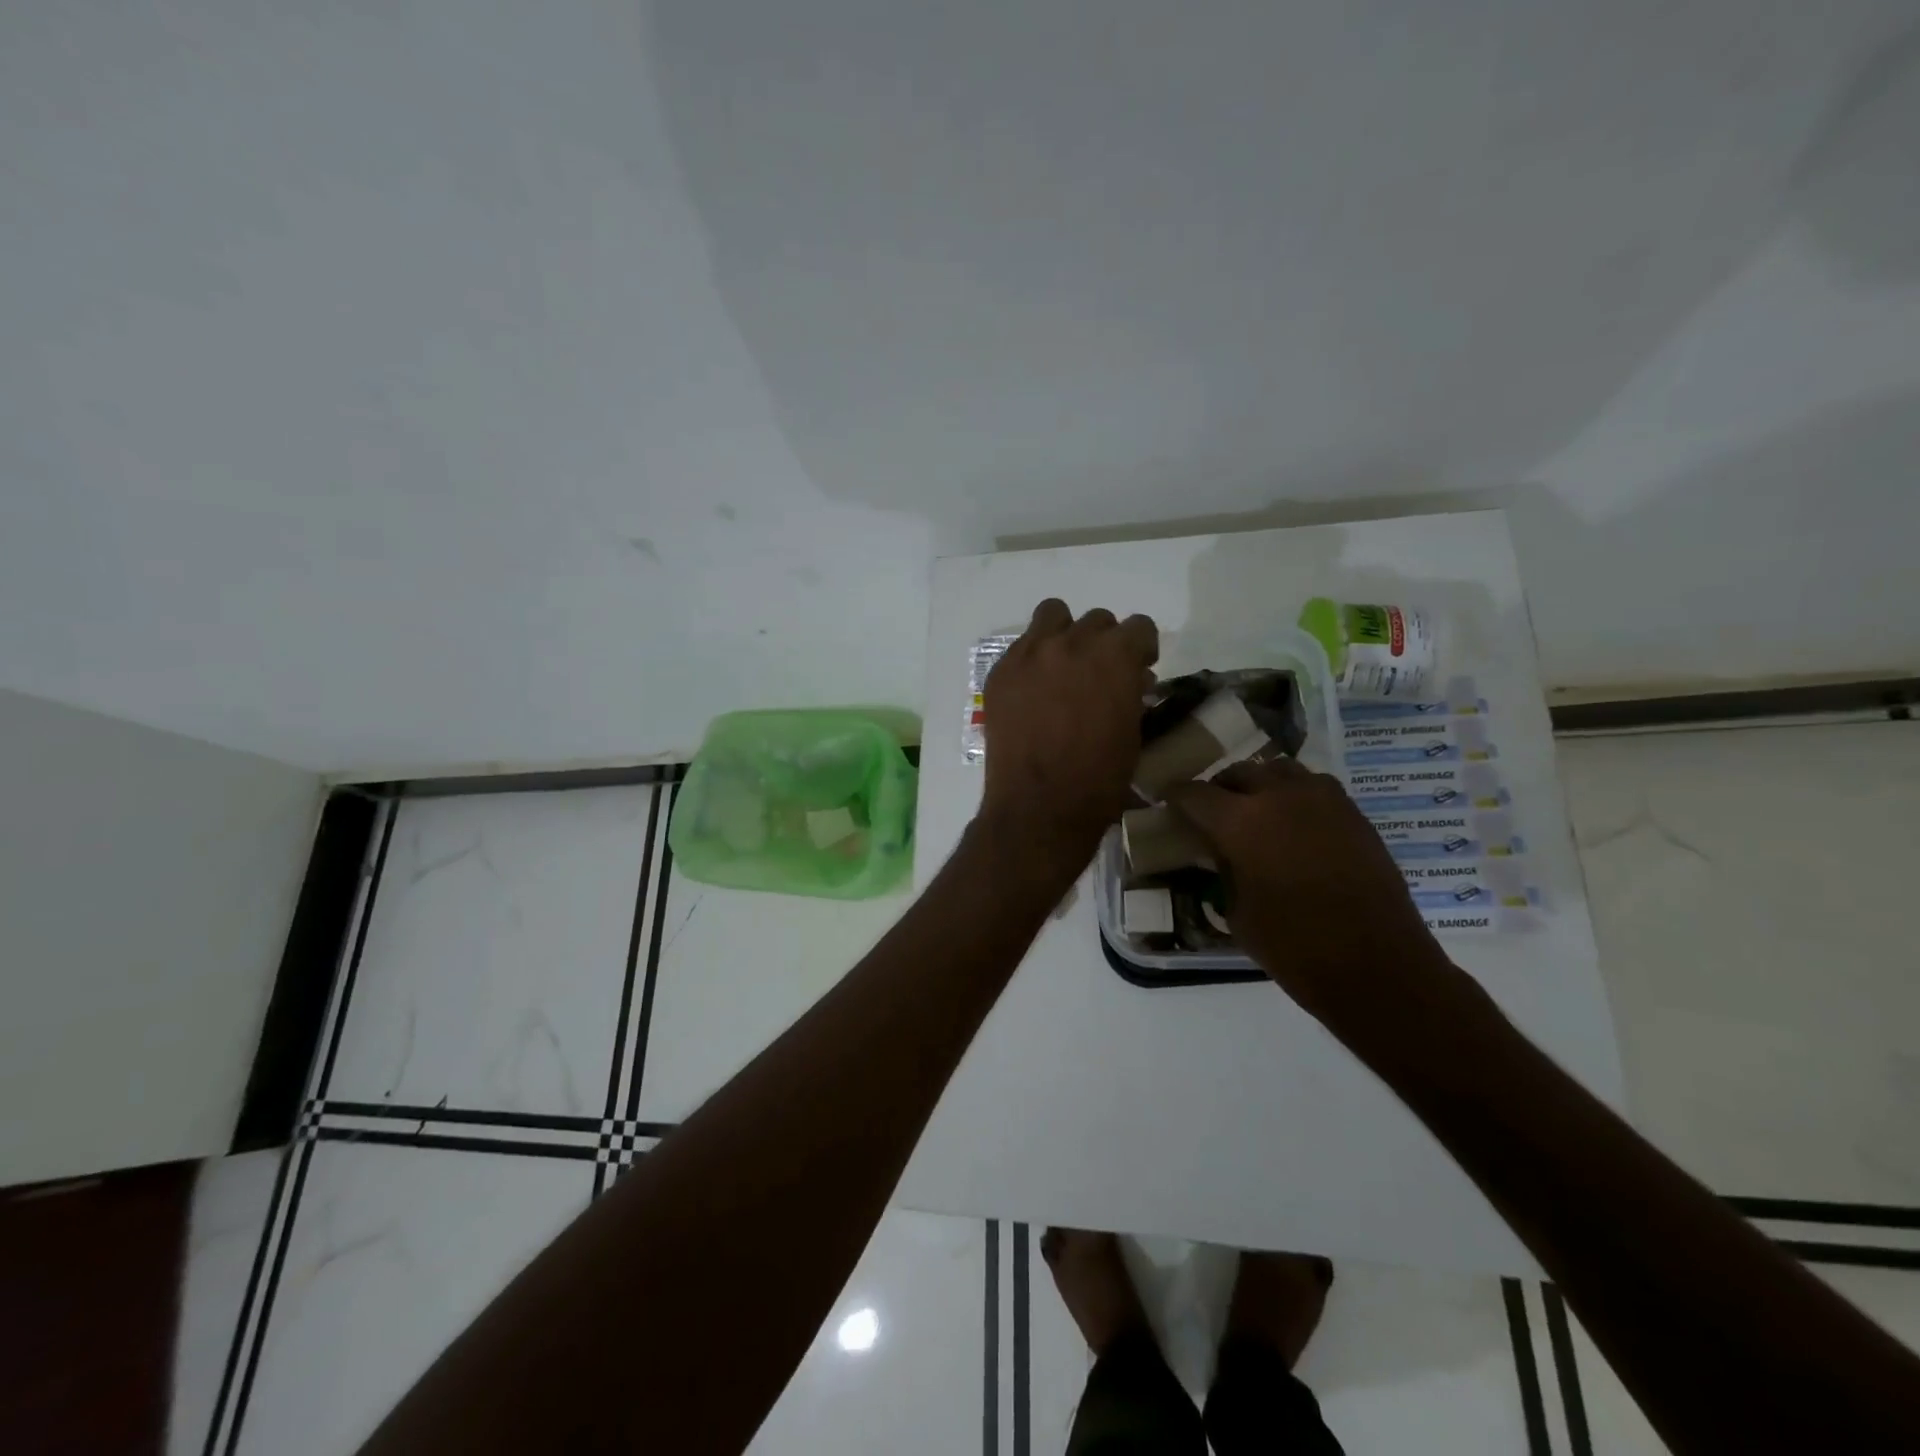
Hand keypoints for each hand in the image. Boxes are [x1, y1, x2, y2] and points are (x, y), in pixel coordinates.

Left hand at [977, 599, 1158, 877]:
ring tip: (1063, 666)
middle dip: (1104, 643)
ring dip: (1064, 634)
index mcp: (1115, 656)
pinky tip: (1033, 690)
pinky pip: (1021, 646)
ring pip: (1052, 616)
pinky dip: (1032, 659)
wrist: (1039, 806)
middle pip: (1096, 620)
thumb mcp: (1133, 733)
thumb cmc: (1099, 779)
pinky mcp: (1000, 672)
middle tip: (1099, 674)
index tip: (1140, 667)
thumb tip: (1131, 681)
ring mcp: (1030, 654)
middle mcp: (1072, 643)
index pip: (1138, 626)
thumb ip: (1132, 694)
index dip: (1142, 647)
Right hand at [1167, 759, 1451, 1027]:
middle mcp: (1280, 797)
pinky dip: (1296, 796)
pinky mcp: (1354, 813)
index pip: (1195, 794)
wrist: (1377, 966)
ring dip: (1262, 785)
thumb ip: (1223, 868)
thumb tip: (1220, 850)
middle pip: (1240, 772)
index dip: (1177, 796)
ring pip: (1281, 771)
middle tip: (1213, 811)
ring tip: (1257, 810)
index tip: (1169, 802)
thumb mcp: (1237, 911)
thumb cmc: (1294, 948)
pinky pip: (1315, 788)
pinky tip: (1295, 825)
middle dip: (1220, 788)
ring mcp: (1323, 800)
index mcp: (1241, 822)